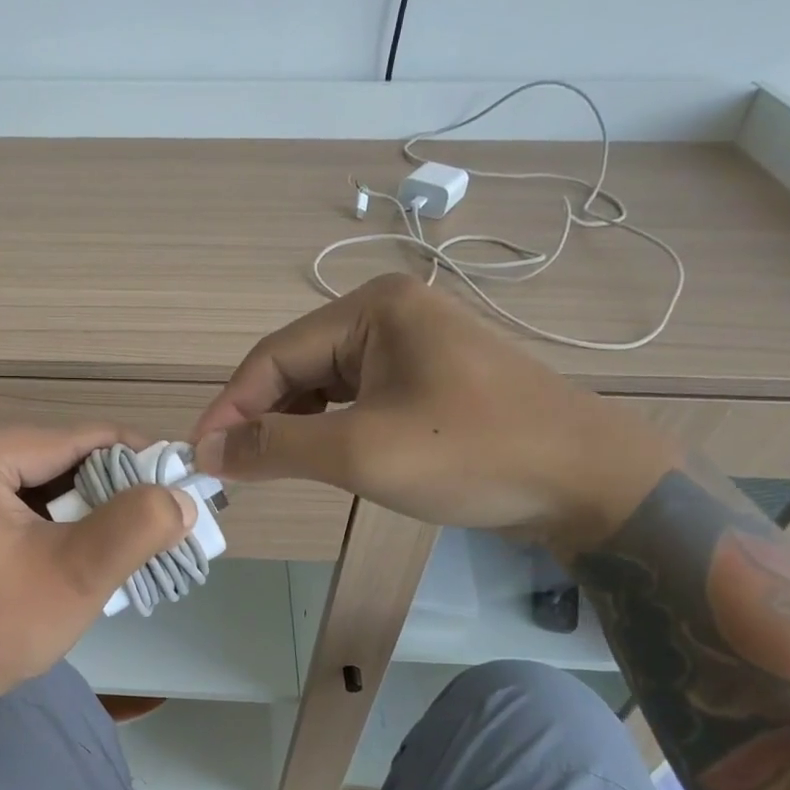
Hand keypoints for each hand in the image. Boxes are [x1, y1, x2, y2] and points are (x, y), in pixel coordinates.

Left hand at [0, 425, 195, 745]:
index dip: (129, 454)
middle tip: (146, 517)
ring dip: (66, 507)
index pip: (67, 438)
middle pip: (40, 459)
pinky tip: (58, 549)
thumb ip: (138, 525)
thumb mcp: (76, 575)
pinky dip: (31, 521)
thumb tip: (182, 496)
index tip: (173, 473)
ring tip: (111, 536)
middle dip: (97, 488)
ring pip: (18, 482)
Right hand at [191, 275, 679, 554]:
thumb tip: (207, 451)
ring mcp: (413, 344)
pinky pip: (356, 398)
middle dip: (261, 418)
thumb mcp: (360, 452)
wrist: (592, 482)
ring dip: (292, 426)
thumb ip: (274, 447)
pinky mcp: (429, 378)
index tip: (198, 455)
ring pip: (324, 384)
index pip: (274, 356)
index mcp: (372, 308)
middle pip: (297, 366)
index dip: (230, 407)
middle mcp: (389, 313)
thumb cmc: (471, 454)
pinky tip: (320, 457)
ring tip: (269, 469)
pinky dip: (328, 428)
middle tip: (230, 471)